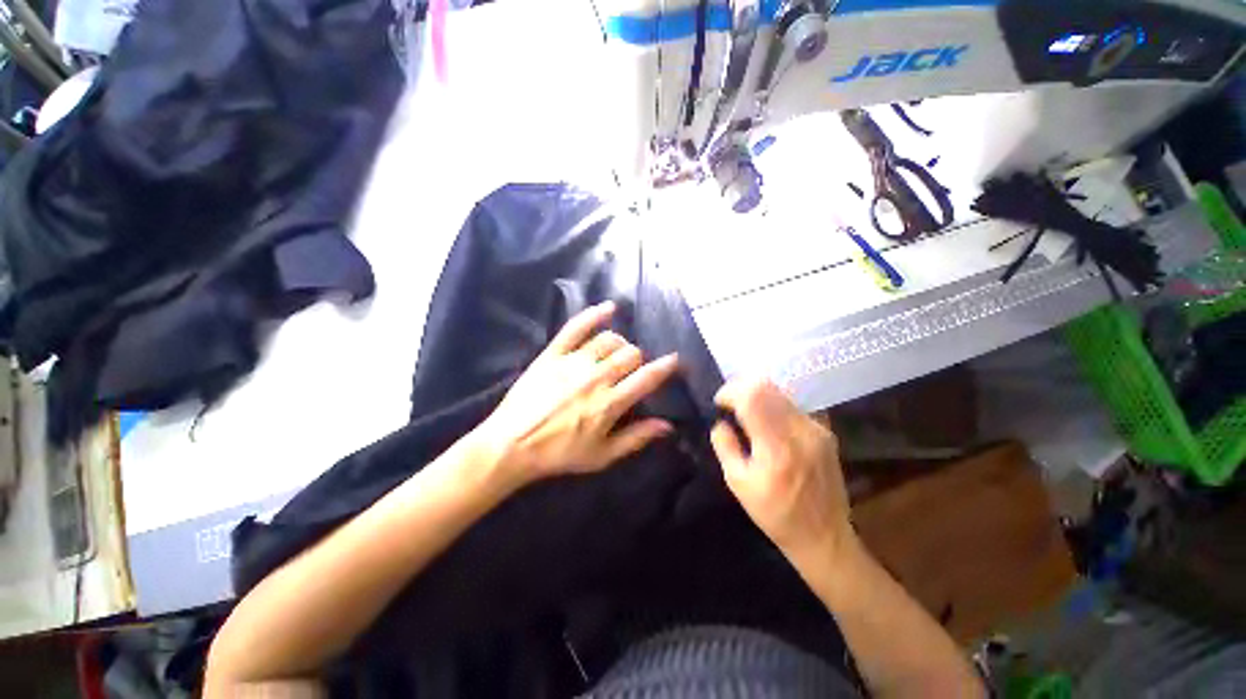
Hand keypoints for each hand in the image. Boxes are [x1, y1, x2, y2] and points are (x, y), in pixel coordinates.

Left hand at [472, 301, 679, 487]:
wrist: (511, 445)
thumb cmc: (559, 454)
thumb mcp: (601, 456)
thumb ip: (636, 438)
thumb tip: (667, 426)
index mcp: (610, 403)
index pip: (647, 378)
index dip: (666, 367)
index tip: (676, 360)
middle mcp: (596, 377)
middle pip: (630, 354)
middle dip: (639, 359)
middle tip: (633, 370)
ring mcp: (574, 362)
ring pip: (609, 340)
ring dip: (620, 344)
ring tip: (617, 353)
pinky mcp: (553, 354)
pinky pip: (576, 327)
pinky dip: (594, 315)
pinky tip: (608, 308)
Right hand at [710, 379, 853, 562]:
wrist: (825, 536)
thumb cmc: (775, 514)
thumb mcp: (738, 483)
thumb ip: (725, 446)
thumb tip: (720, 422)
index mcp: (777, 447)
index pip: (752, 397)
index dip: (730, 391)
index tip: (719, 403)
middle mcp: (801, 431)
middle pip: (767, 387)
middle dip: (742, 388)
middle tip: (730, 404)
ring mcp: (817, 429)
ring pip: (781, 392)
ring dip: (758, 395)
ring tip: (747, 413)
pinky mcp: (826, 431)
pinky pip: (793, 405)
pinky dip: (775, 405)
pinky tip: (769, 423)